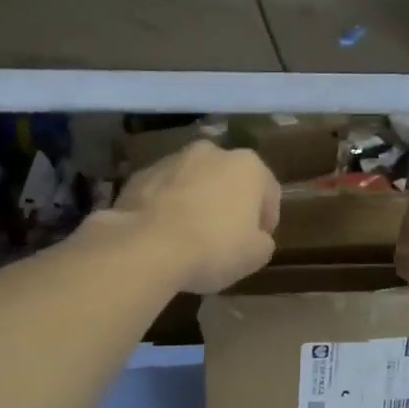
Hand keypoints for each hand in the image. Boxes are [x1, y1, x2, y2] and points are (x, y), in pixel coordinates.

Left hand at [112, 140, 279, 293]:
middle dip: (229, 203)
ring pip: (194, 182)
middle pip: (229, 179)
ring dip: (197, 201)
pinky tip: (164, 234)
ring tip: (190, 236)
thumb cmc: (214, 247)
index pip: (268, 191)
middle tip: (226, 236)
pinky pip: (163, 192)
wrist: (147, 247)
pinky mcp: (140, 175)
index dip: (267, 218)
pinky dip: (167, 207)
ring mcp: (172, 160)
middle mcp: (211, 152)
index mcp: (248, 165)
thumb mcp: (256, 255)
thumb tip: (255, 237)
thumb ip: (262, 240)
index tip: (259, 240)